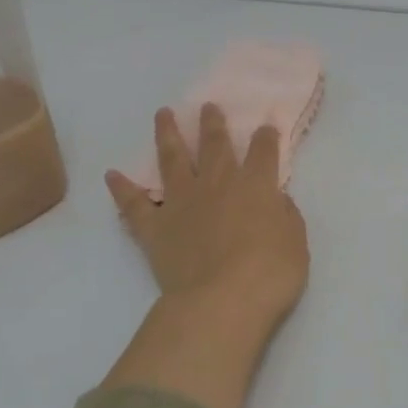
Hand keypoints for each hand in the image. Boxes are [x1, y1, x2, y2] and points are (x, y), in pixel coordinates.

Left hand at [103, 104, 310, 407]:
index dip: (266, 137)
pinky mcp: (155, 227)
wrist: (222, 301)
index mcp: (256, 186)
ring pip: (172, 159)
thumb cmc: (270, 274)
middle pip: (214, 145)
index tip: (265, 125)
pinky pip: (134, 204)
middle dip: (212, 124)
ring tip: (163, 114)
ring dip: (168, 135)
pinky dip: (122, 189)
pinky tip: (112, 175)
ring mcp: (182, 202)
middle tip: (207, 106)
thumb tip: (276, 200)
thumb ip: (286, 216)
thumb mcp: (296, 244)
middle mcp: (217, 184)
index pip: (263, 151)